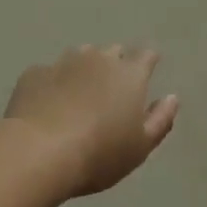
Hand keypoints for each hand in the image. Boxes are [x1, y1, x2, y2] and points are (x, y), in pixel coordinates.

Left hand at [4, 45, 178, 198]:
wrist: (38, 152)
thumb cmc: (99, 154)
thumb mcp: (140, 147)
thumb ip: (160, 120)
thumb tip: (172, 97)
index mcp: (129, 74)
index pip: (146, 55)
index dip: (148, 61)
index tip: (148, 68)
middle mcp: (98, 59)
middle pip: (112, 52)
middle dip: (116, 64)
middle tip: (112, 89)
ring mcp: (63, 62)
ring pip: (80, 56)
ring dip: (84, 69)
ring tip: (79, 94)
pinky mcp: (34, 74)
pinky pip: (49, 73)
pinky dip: (53, 84)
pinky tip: (48, 106)